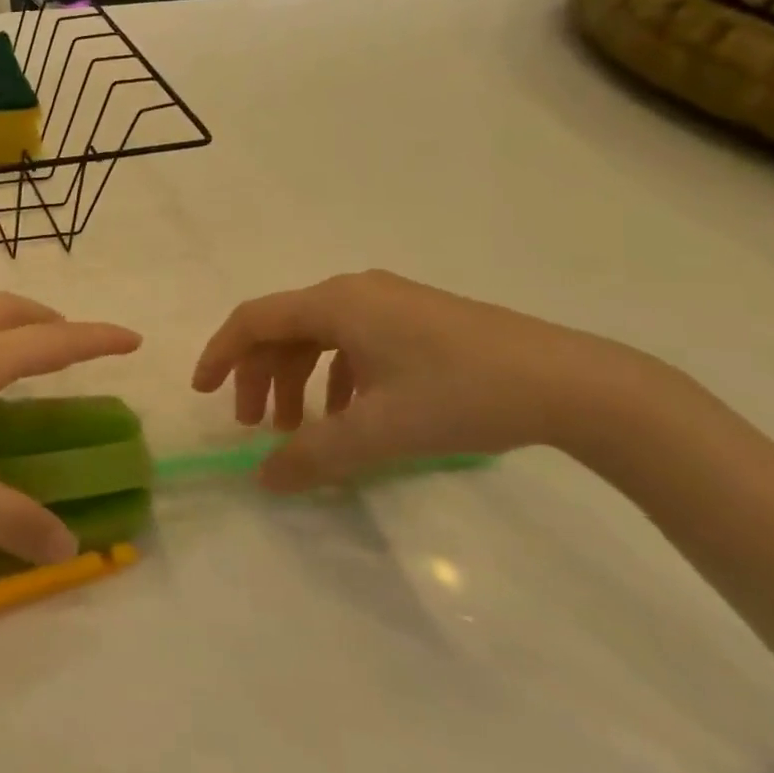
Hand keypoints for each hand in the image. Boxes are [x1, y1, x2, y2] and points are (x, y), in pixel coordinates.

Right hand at [192, 271, 664, 490]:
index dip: (220, 354)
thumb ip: (312, 457)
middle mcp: (355, 292)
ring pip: (320, 337)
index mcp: (336, 304)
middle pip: (284, 329)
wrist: (571, 382)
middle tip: (259, 428)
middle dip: (262, 378)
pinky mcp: (418, 319)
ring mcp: (390, 303)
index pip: (254, 320)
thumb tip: (263, 480)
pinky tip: (351, 415)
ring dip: (299, 381)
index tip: (203, 393)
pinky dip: (336, 378)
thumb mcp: (377, 432)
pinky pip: (355, 342)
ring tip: (302, 430)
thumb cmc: (460, 395)